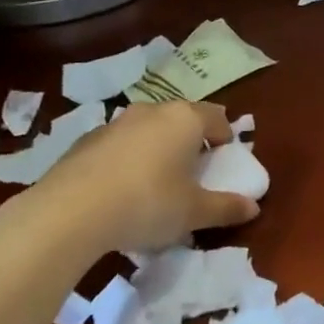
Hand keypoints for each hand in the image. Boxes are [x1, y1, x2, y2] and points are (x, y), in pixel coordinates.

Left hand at [35, 100, 258, 254]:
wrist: (69, 213)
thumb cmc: (148, 203)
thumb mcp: (194, 212)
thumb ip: (226, 208)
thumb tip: (254, 208)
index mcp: (185, 119)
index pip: (217, 118)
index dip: (226, 139)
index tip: (225, 161)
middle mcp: (152, 111)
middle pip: (182, 119)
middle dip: (191, 141)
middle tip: (194, 171)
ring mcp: (115, 123)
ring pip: (148, 130)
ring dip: (157, 148)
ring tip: (157, 183)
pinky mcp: (84, 141)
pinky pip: (119, 146)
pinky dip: (128, 160)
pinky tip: (122, 191)